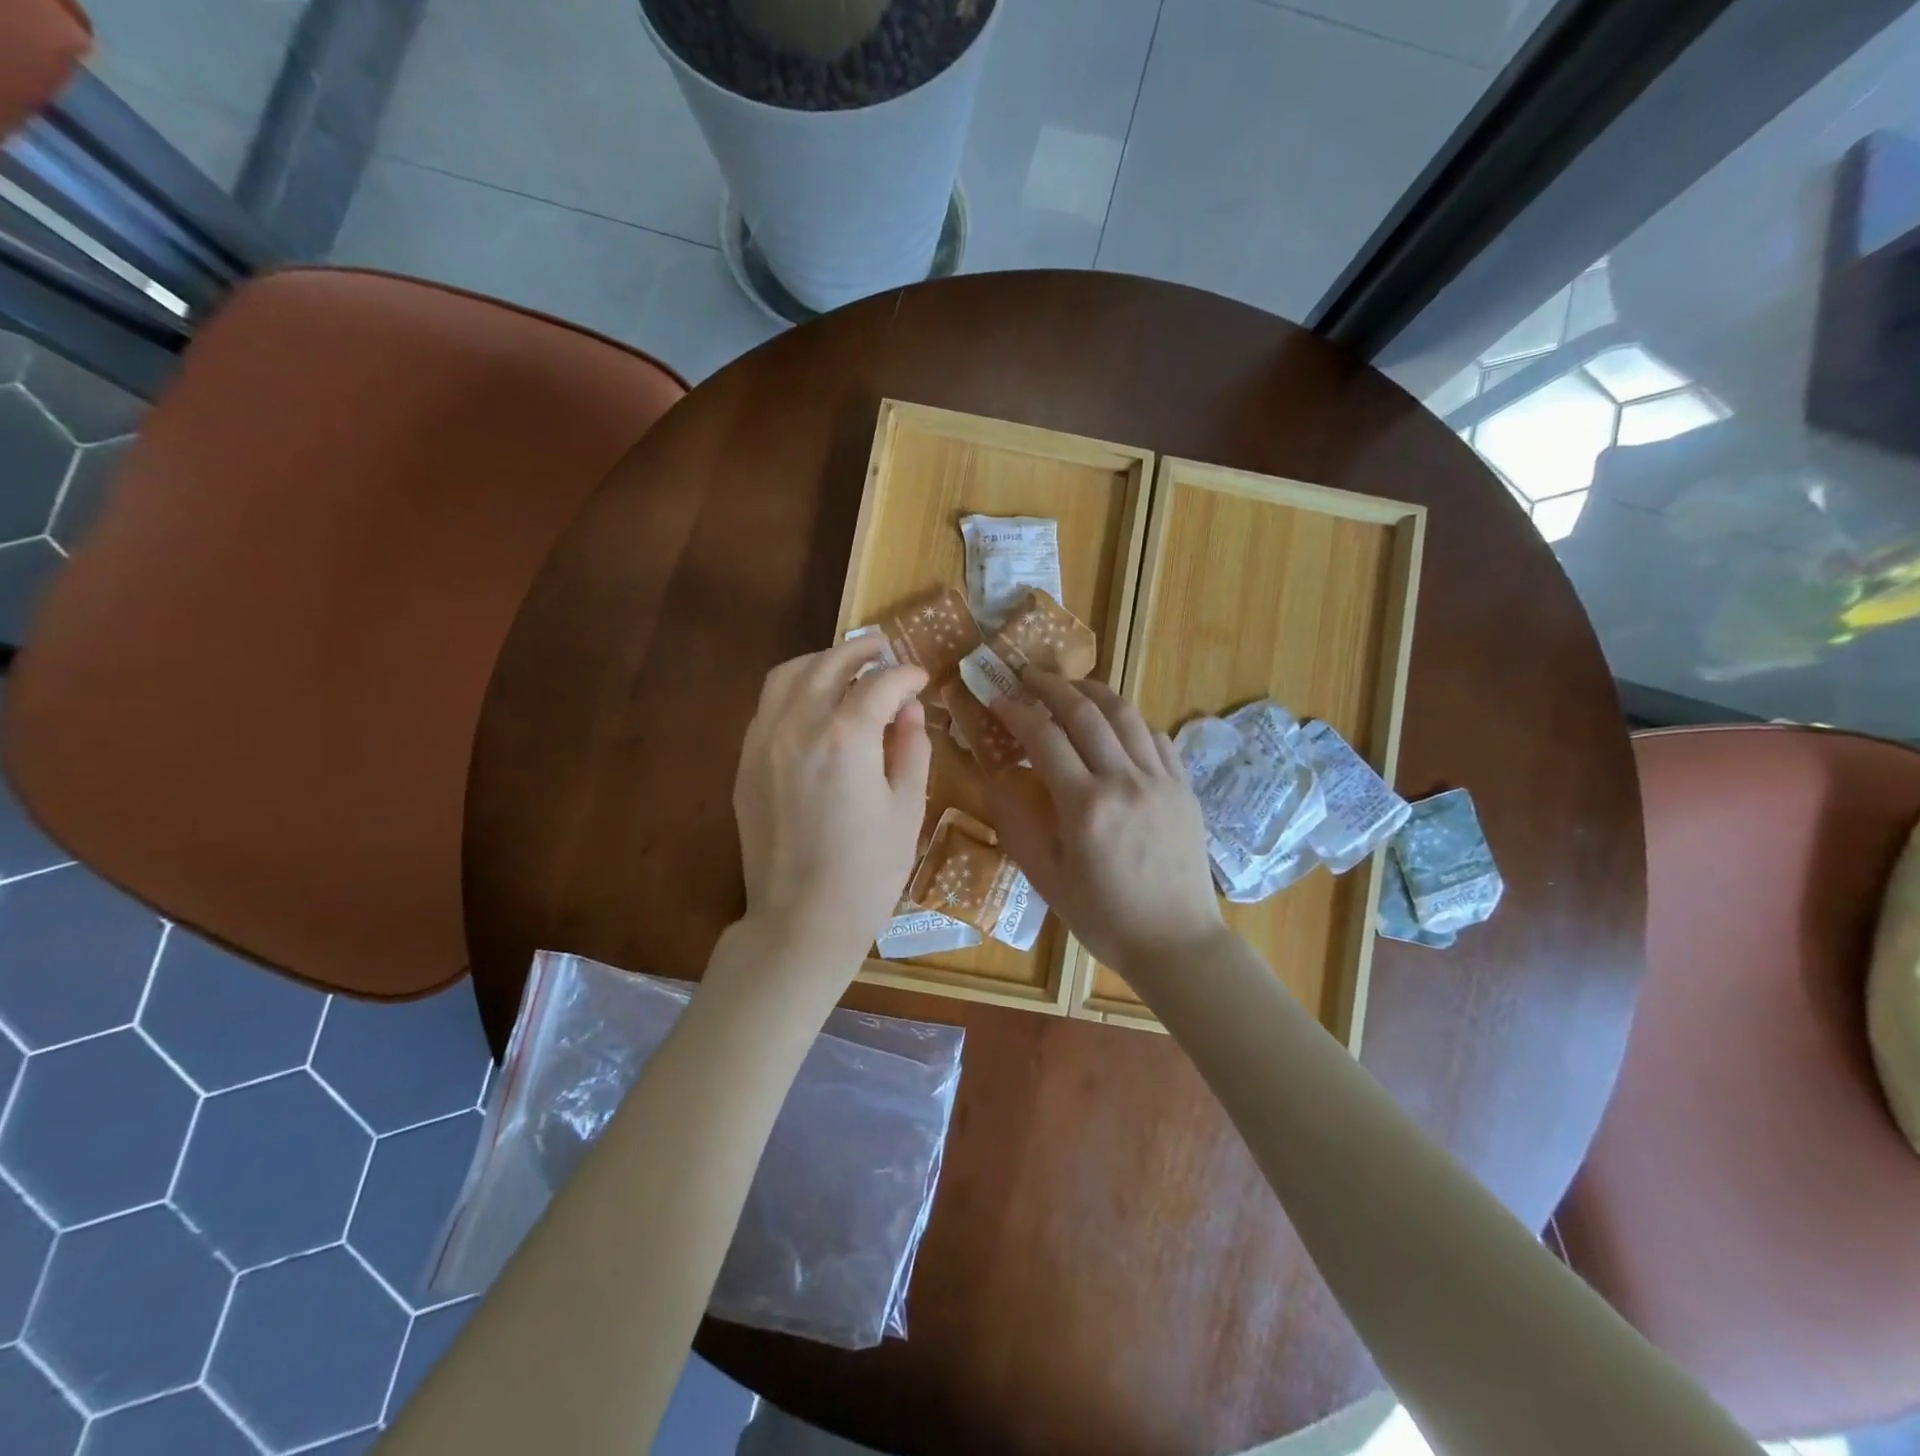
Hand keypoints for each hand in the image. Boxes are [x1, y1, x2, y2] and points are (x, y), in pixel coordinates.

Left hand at [733, 637, 931, 969]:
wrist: (802, 920)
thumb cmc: (869, 871)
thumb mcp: (908, 809)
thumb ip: (911, 747)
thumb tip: (909, 710)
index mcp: (846, 737)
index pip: (880, 683)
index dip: (906, 675)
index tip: (921, 677)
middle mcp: (798, 726)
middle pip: (829, 664)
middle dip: (862, 651)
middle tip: (885, 650)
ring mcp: (764, 742)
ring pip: (788, 675)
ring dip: (821, 661)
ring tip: (846, 665)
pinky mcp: (747, 763)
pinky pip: (768, 706)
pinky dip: (794, 689)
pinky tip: (813, 702)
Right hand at [984, 671, 1224, 975]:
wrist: (1177, 942)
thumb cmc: (1104, 918)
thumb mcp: (1048, 880)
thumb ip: (1019, 825)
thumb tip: (999, 779)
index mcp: (1085, 806)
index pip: (1044, 738)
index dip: (1016, 711)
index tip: (996, 696)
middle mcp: (1124, 781)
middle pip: (1086, 713)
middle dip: (1052, 686)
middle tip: (1029, 675)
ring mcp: (1160, 780)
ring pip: (1126, 715)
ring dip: (1094, 692)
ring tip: (1072, 685)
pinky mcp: (1183, 788)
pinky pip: (1156, 738)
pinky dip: (1130, 721)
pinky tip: (1116, 723)